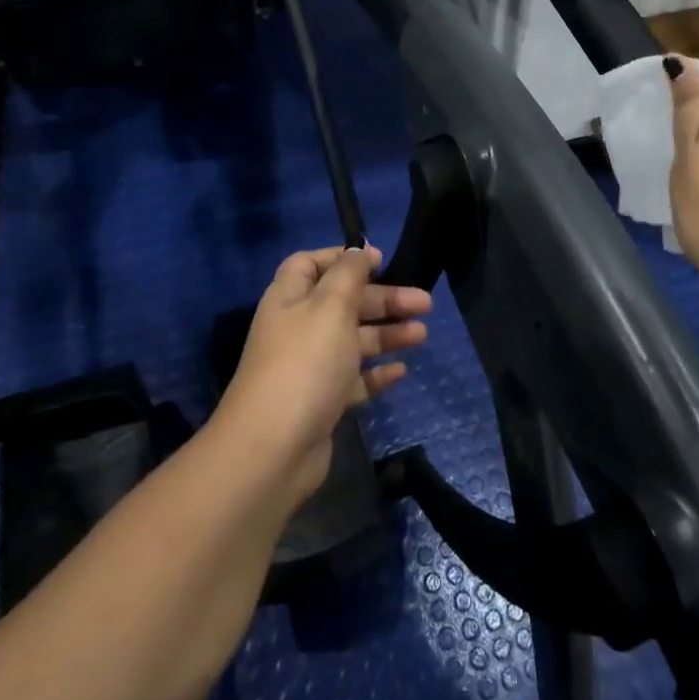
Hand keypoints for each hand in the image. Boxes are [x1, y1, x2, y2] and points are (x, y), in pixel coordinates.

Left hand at [216, 246, 430, 503]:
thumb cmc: (305, 363)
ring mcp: (309, 368)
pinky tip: (401, 371)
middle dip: (383, 299)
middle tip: (424, 303)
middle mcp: (297, 328)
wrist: (273, 449)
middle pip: (343, 302)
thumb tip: (359, 250)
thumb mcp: (330, 305)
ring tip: (422, 335)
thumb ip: (349, 273)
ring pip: (353, 341)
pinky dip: (377, 372)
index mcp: (290, 299)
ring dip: (387, 334)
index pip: (310, 264)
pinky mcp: (321, 402)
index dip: (342, 257)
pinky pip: (354, 379)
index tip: (379, 260)